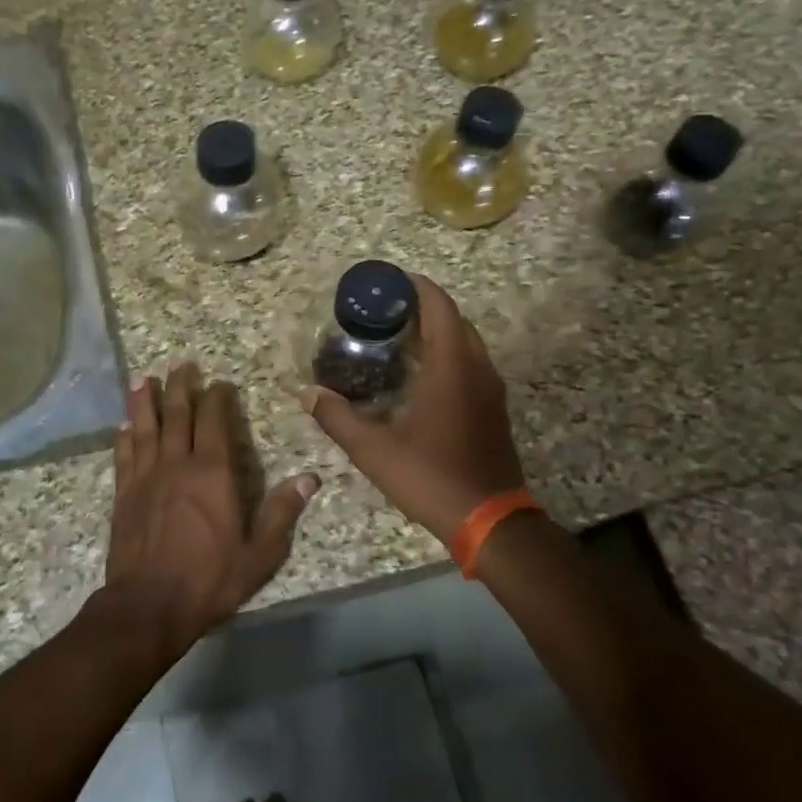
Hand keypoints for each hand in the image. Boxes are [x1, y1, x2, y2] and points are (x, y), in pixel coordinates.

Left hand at [99, 362, 320, 654]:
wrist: (148, 605)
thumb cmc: (209, 579)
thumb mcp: (260, 553)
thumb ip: (282, 513)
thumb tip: (309, 478)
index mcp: (213, 473)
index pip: (215, 422)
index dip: (217, 398)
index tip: (220, 383)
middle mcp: (177, 465)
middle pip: (177, 415)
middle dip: (181, 387)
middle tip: (181, 364)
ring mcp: (145, 478)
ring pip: (145, 428)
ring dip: (145, 402)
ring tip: (145, 380)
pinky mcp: (123, 495)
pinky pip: (124, 456)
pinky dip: (124, 438)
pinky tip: (124, 427)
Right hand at [300, 275, 525, 543]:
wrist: (490, 521)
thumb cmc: (431, 477)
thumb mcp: (374, 450)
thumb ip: (338, 418)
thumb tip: (308, 394)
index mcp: (452, 367)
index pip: (440, 307)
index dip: (417, 287)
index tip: (388, 281)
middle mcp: (478, 369)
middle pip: (454, 321)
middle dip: (423, 308)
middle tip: (384, 311)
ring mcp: (491, 390)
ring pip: (465, 344)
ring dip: (436, 333)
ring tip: (396, 338)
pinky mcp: (493, 410)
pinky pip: (470, 365)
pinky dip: (446, 356)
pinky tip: (417, 376)